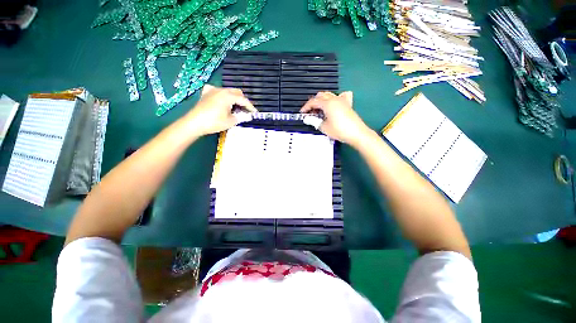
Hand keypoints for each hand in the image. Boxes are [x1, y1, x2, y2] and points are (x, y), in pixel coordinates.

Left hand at [183, 85, 256, 136]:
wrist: (194, 123)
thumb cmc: (214, 122)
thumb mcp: (231, 121)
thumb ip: (240, 117)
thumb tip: (245, 115)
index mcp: (228, 96)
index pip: (243, 100)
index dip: (250, 107)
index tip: (255, 113)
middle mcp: (221, 90)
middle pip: (237, 92)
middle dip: (243, 101)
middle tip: (245, 110)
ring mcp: (212, 90)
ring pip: (228, 91)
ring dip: (234, 98)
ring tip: (235, 107)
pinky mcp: (206, 93)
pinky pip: (217, 91)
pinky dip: (223, 95)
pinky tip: (222, 100)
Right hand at [300, 91, 370, 146]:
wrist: (357, 133)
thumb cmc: (339, 130)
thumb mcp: (324, 127)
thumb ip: (314, 121)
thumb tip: (308, 118)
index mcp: (327, 104)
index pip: (313, 101)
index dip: (306, 107)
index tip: (302, 113)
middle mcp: (334, 99)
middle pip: (321, 96)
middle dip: (314, 103)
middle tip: (310, 112)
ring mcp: (342, 100)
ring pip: (329, 95)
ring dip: (322, 100)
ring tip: (319, 110)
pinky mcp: (348, 104)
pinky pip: (340, 96)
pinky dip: (334, 98)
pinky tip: (334, 103)